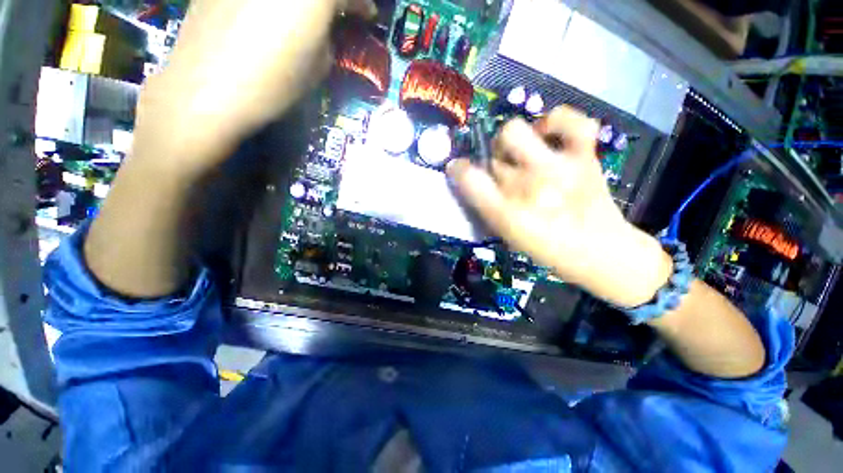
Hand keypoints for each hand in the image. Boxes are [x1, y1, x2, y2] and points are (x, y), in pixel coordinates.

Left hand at [134, 0, 376, 175]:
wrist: (209, 88)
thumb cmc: (274, 83)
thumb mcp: (318, 67)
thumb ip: (327, 39)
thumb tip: (326, 29)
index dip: (361, 4)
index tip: (367, 14)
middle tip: (338, 10)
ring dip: (302, 2)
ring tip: (303, 14)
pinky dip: (273, 2)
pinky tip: (267, 14)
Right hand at [447, 106, 671, 307]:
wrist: (599, 250)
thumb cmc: (546, 247)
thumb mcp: (507, 234)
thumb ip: (487, 206)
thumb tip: (473, 180)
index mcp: (506, 212)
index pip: (468, 179)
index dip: (457, 169)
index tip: (457, 168)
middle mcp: (526, 186)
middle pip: (492, 158)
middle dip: (491, 164)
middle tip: (501, 172)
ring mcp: (556, 167)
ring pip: (513, 131)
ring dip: (508, 141)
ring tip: (518, 152)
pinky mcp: (583, 155)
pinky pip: (569, 121)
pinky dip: (555, 120)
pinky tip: (547, 133)